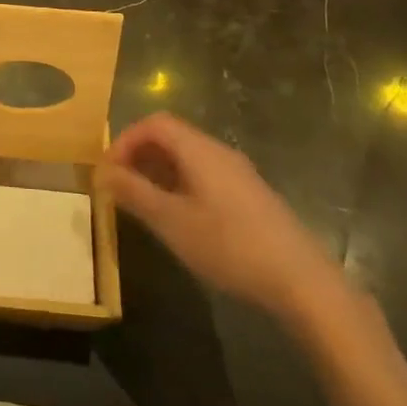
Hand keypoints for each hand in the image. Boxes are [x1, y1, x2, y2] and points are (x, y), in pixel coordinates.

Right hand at [97, 112, 346, 326]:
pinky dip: (181, 184)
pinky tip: (181, 219)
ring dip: (160, 172)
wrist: (302, 281)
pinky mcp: (251, 197)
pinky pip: (206, 175)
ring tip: (144, 204)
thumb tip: (103, 172)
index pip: (154, 124)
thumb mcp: (172, 222)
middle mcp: (219, 152)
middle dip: (140, 155)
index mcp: (199, 150)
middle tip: (121, 186)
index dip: (125, 140)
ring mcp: (239, 174)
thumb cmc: (229, 246)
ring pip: (189, 158)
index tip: (109, 170)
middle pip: (172, 136)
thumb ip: (134, 193)